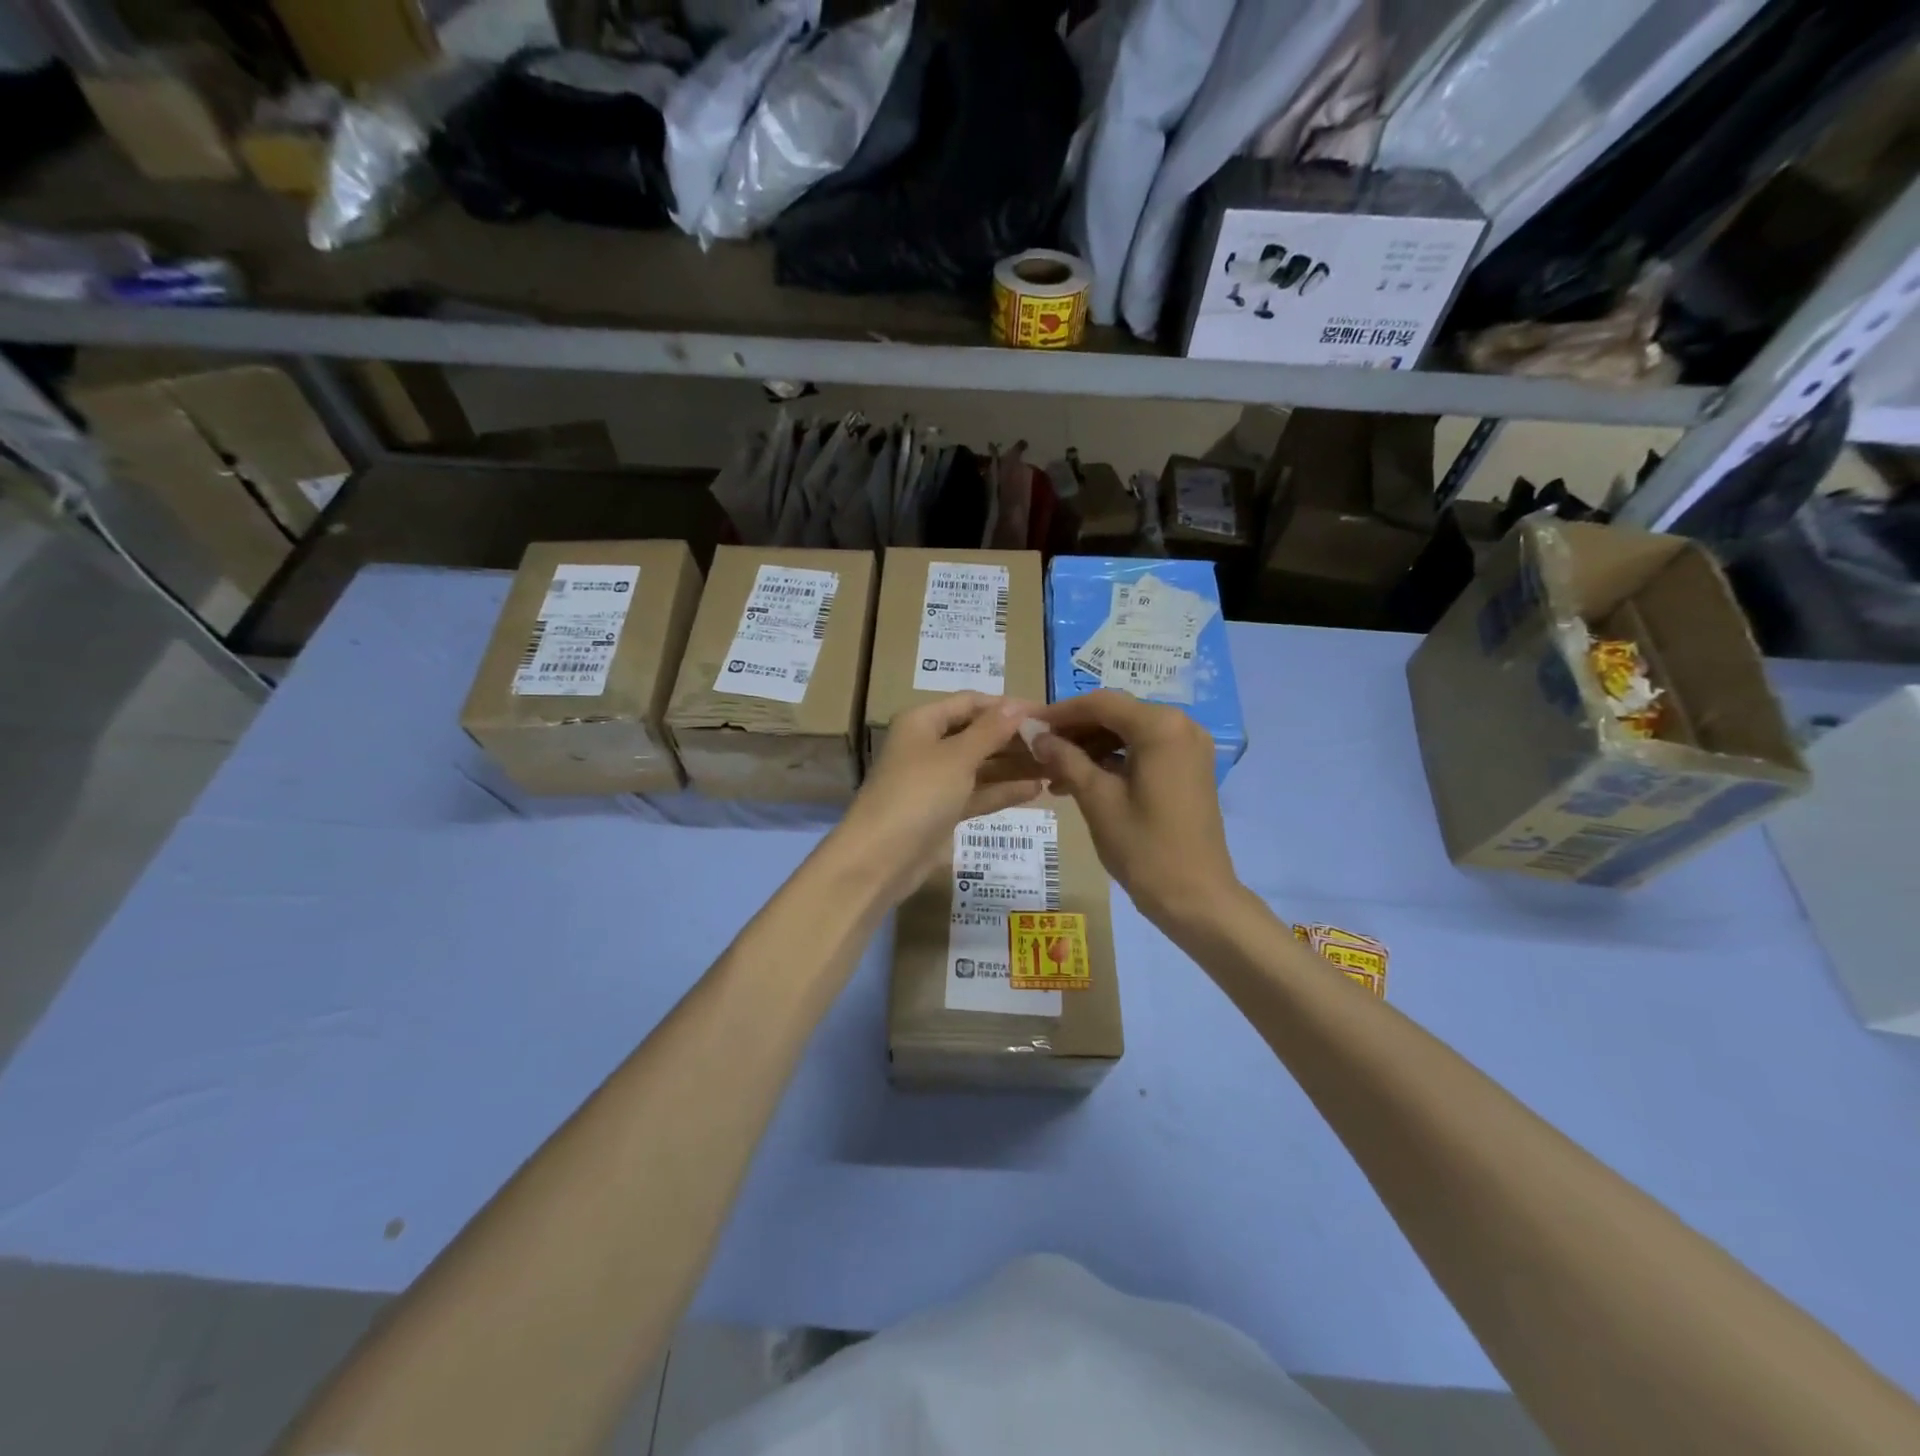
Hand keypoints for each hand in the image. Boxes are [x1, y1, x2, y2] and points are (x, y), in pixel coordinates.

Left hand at [830, 695, 1043, 905]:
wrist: (881, 859)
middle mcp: (928, 746)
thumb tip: (1017, 705)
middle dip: (1015, 738)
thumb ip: (990, 731)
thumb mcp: (957, 757)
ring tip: (1056, 766)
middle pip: (978, 734)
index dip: (1007, 706)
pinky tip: (1036, 790)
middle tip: (1058, 743)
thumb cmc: (918, 794)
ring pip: (981, 766)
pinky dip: (1003, 791)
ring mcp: (936, 782)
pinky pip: (978, 794)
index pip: (970, 703)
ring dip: (1014, 766)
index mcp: (923, 722)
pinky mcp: (943, 812)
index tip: (1046, 714)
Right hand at [1030, 691, 1239, 928]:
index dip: (1060, 712)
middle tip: (1038, 751)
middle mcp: (1181, 725)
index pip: (1100, 703)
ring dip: (1091, 747)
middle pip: (1116, 715)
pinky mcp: (1189, 768)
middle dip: (1075, 731)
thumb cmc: (1144, 848)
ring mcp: (1189, 747)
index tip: (1028, 727)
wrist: (1196, 897)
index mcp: (1160, 726)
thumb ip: (1065, 759)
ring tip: (1054, 773)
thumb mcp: (1097, 799)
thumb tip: (1034, 734)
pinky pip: (1144, 751)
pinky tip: (1082, 781)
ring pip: (1128, 733)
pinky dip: (1113, 760)